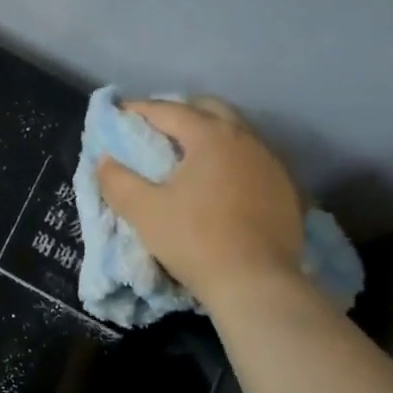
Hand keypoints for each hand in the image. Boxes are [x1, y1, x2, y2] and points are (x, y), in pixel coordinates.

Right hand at [96, 97, 306, 308]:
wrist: (255, 283)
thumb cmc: (194, 240)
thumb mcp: (143, 211)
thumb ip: (118, 180)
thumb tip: (105, 160)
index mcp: (211, 136)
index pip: (169, 111)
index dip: (139, 109)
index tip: (118, 114)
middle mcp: (247, 139)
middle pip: (210, 110)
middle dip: (180, 113)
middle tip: (156, 128)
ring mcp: (272, 163)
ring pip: (237, 133)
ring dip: (209, 135)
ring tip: (187, 155)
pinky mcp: (286, 189)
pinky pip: (253, 160)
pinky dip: (231, 161)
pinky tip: (220, 181)